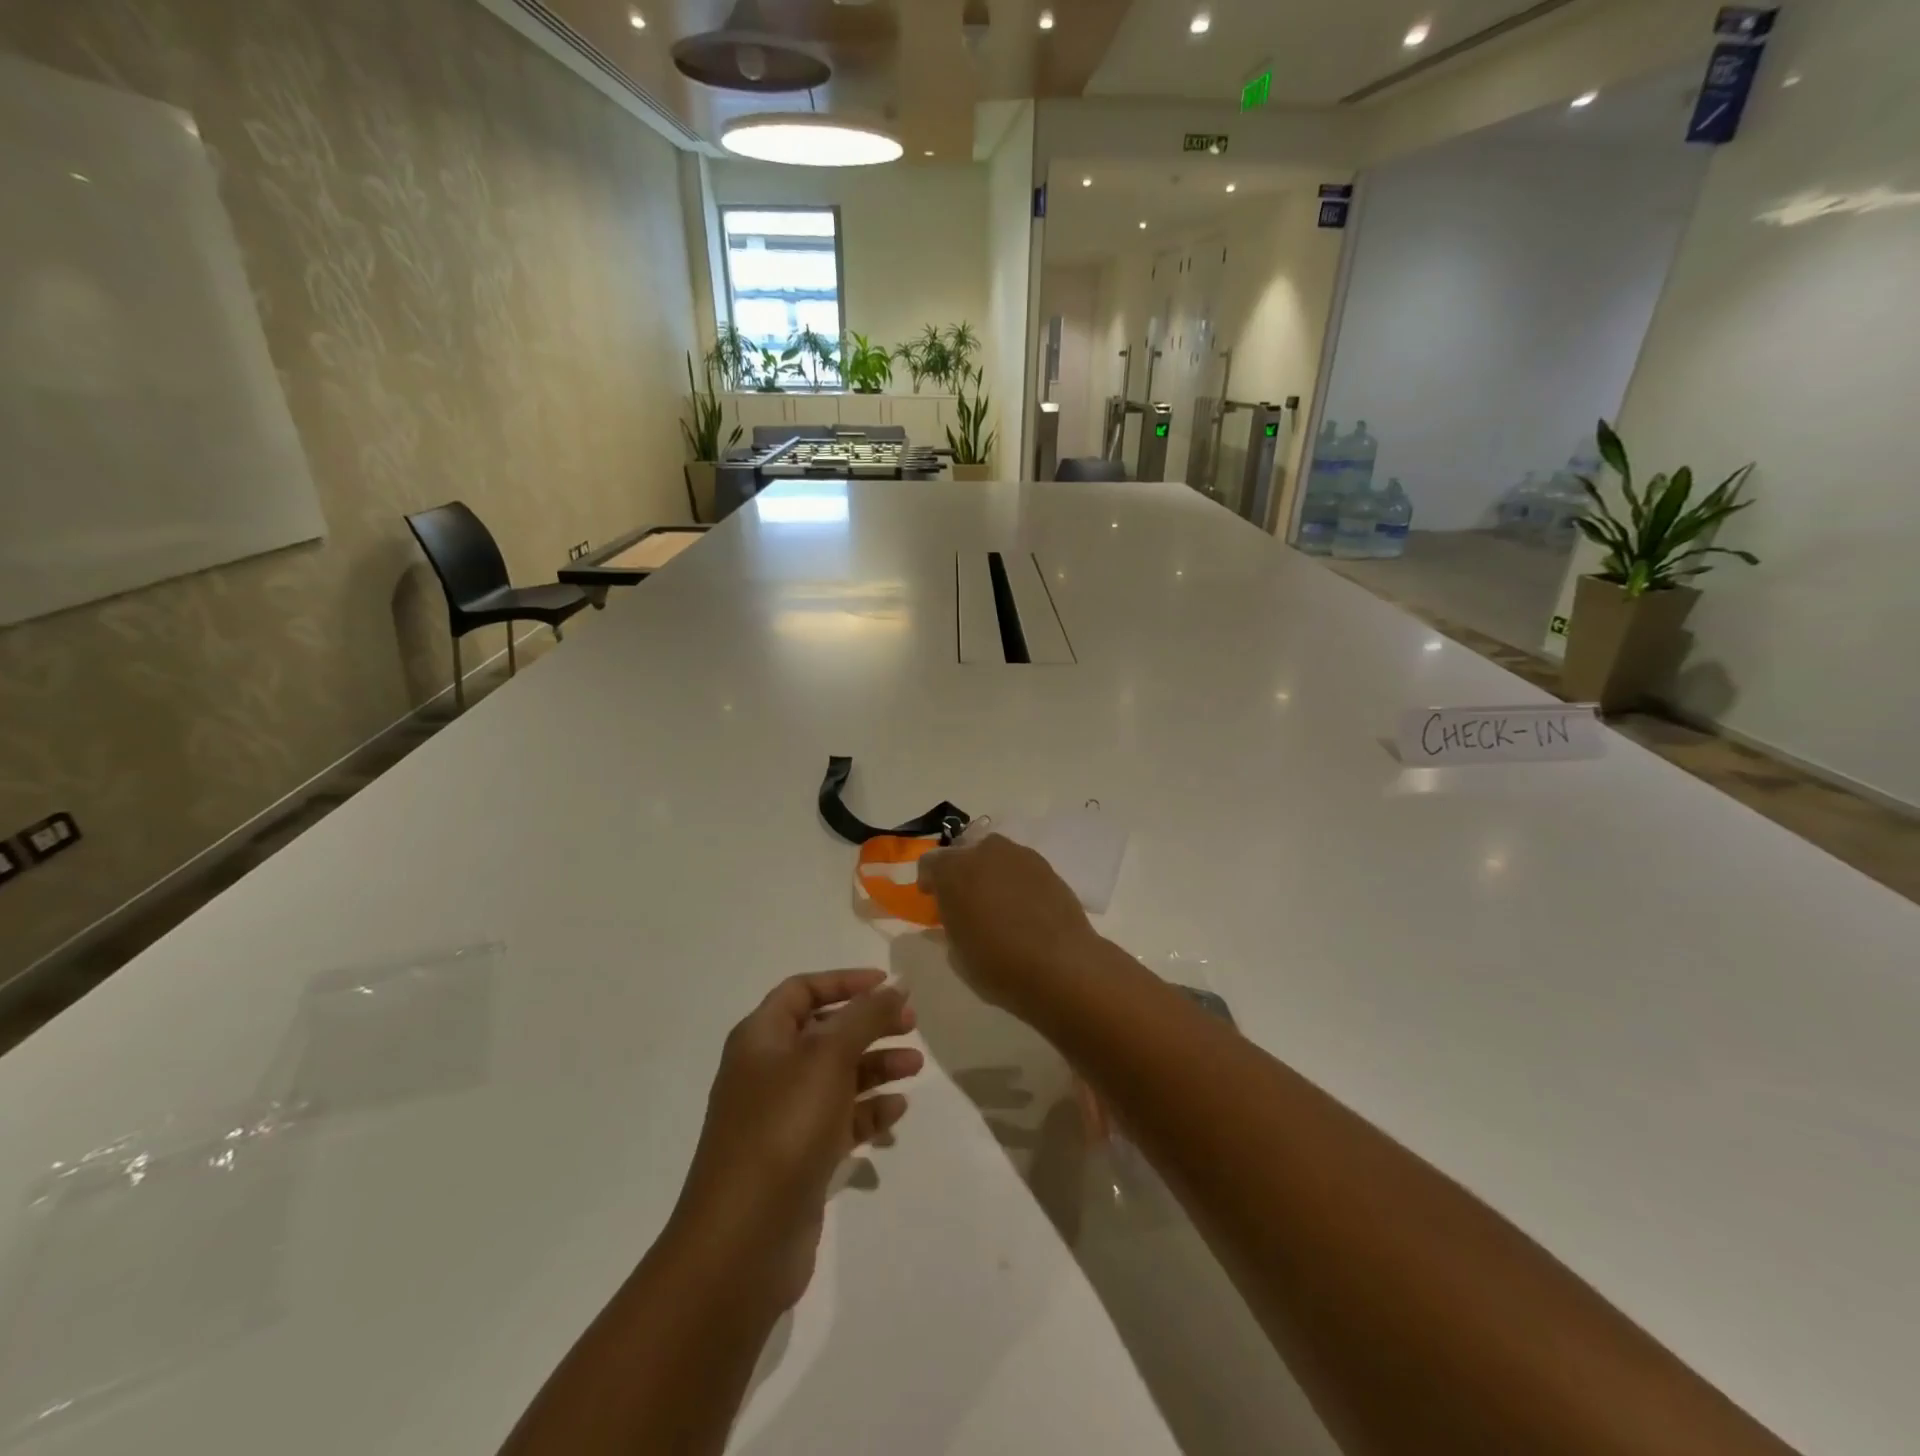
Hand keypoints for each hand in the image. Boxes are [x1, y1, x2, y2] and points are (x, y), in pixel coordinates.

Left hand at [672, 970, 921, 1312]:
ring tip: (916, 1068)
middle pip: (824, 1032)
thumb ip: (866, 1015)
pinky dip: (868, 1110)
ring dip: (876, 1066)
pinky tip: (897, 1111)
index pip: (803, 990)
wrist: (743, 1239)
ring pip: (836, 1077)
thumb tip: (896, 983)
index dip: (844, 981)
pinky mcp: (798, 1157)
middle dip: (869, 1024)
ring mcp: (782, 1117)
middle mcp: (768, 1071)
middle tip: (912, 1025)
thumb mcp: (828, 1057)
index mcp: (761, 1038)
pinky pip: (839, 1120)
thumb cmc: (783, 1126)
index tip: (888, 985)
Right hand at [916, 833, 1101, 1019]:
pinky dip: (1016, 882)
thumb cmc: (998, 964)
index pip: (930, 862)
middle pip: (966, 853)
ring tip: (997, 903)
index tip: (932, 900)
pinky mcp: (1048, 868)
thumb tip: (952, 918)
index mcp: (954, 871)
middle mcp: (985, 853)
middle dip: (962, 872)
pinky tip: (1023, 908)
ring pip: (997, 857)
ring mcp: (1020, 857)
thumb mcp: (958, 954)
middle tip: (966, 901)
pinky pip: (1021, 868)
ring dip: (991, 873)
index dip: (929, 880)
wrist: (1061, 965)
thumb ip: (950, 927)